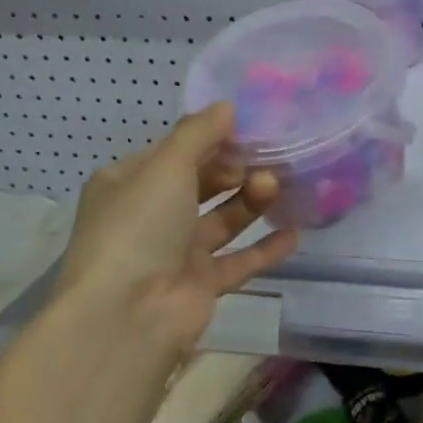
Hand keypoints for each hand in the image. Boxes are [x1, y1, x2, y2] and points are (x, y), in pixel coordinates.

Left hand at [51, 103, 298, 359]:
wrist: (128, 316)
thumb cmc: (140, 227)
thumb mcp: (166, 166)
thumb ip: (199, 133)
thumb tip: (227, 106)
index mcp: (129, 183)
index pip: (175, 152)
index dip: (211, 138)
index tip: (251, 128)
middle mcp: (151, 216)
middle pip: (202, 184)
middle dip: (236, 169)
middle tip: (271, 157)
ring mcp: (176, 252)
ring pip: (223, 219)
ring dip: (251, 201)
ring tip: (278, 185)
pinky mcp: (201, 284)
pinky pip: (239, 260)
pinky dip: (265, 248)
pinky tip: (294, 233)